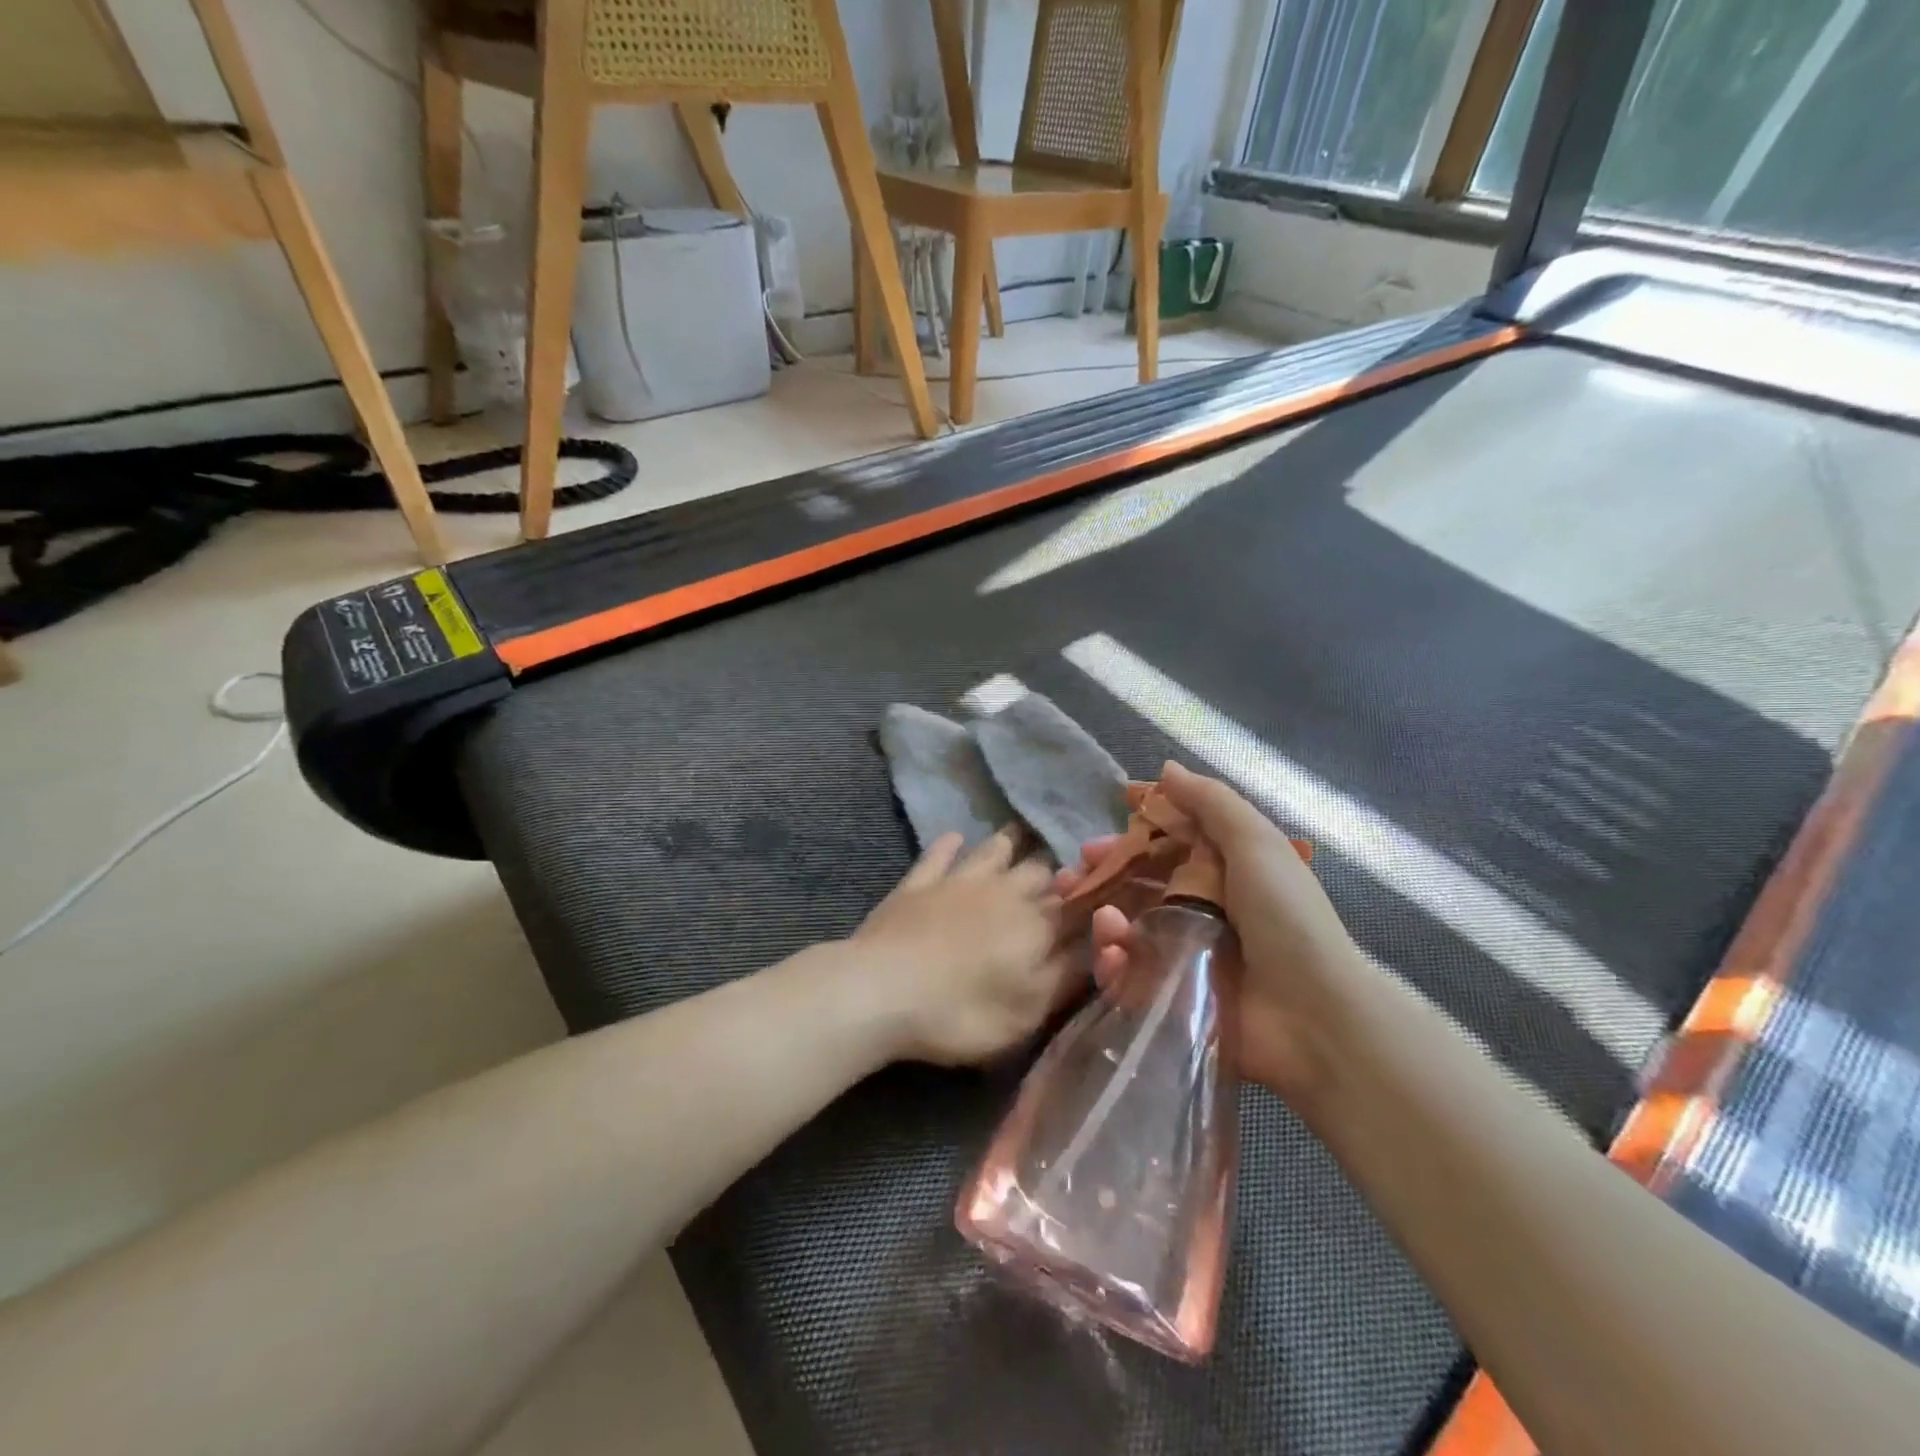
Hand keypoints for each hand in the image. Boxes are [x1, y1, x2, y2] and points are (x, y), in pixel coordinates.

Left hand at [850, 830, 1075, 1066]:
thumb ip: (1065, 975)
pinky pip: (940, 854)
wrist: (882, 990)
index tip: (1099, 896)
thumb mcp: (1027, 1012)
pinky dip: (951, 845)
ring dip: (1008, 844)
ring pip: (993, 850)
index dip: (1090, 898)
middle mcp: (1004, 891)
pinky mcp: (918, 883)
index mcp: (1036, 924)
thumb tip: (1096, 948)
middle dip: (1052, 871)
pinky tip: (956, 839)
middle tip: (1057, 875)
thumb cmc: (962, 1012)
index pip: (1074, 904)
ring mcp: (958, 881)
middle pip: (1038, 870)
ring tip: (1019, 838)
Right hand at [1056, 763, 1369, 1100]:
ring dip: (1102, 918)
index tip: (1100, 829)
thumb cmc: (1286, 917)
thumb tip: (1167, 768)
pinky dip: (1112, 963)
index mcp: (1223, 871)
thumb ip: (1211, 803)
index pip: (1167, 844)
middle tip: (1069, 877)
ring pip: (1126, 929)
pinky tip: (1111, 954)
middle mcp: (1201, 909)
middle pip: (1137, 885)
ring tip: (1098, 917)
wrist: (1315, 1014)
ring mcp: (1184, 956)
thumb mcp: (1256, 844)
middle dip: (1100, 877)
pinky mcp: (1171, 999)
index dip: (1133, 833)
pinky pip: (1129, 976)